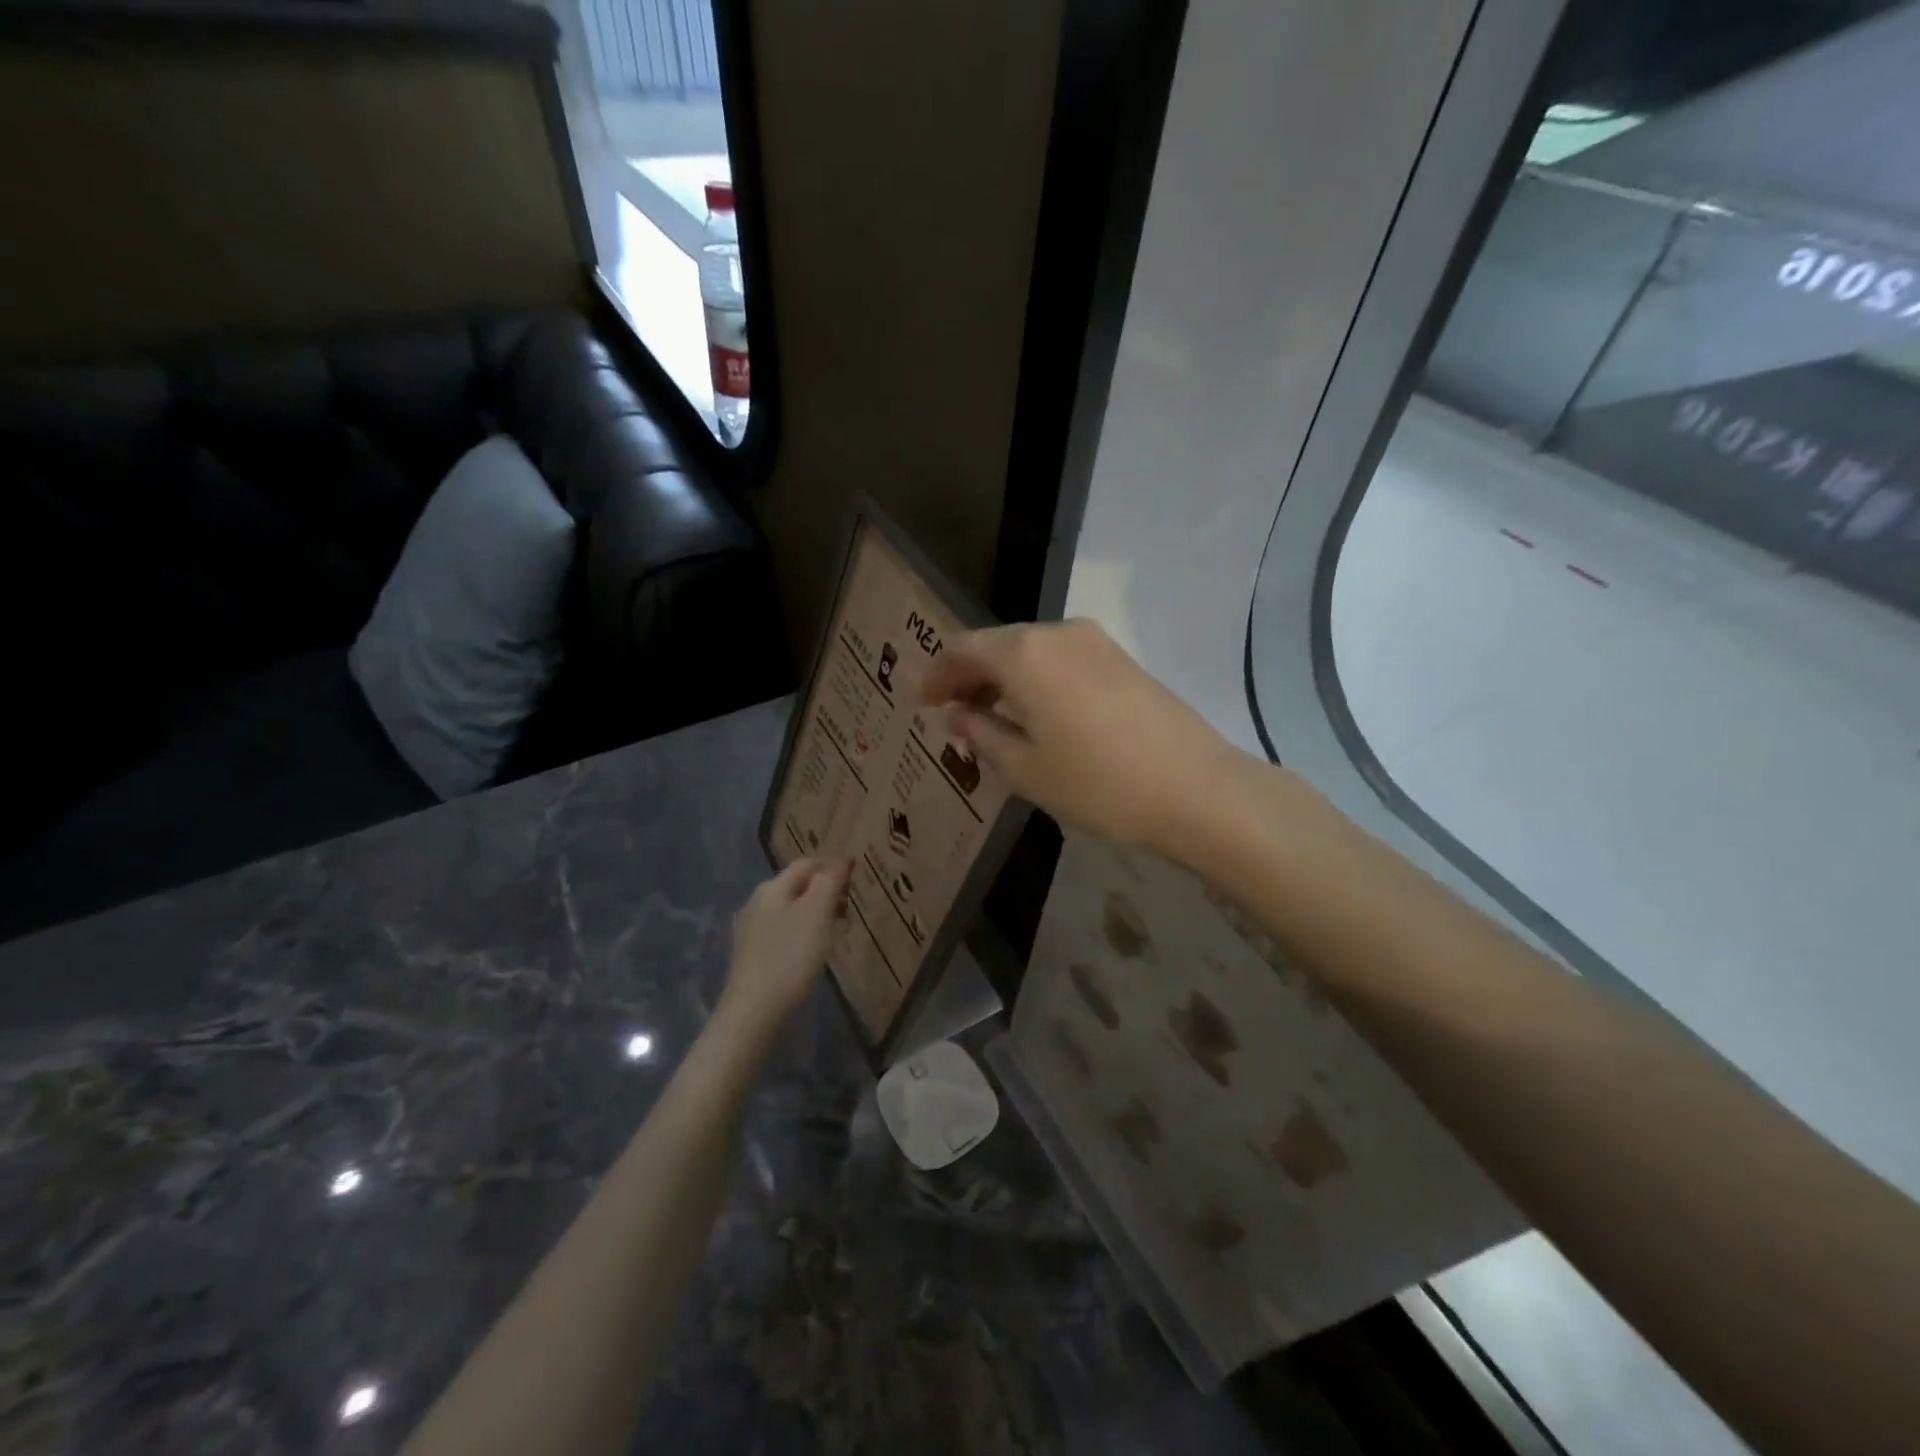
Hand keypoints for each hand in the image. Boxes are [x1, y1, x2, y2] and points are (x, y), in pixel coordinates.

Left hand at [719, 858, 849, 1034]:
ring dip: (814, 914)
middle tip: (849, 909)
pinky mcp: (751, 954)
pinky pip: (782, 932)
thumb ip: (830, 881)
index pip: (807, 863)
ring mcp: (750, 929)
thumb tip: (841, 858)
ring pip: (790, 909)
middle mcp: (757, 901)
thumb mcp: (818, 912)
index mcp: (772, 887)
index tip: (855, 884)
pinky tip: (811, 951)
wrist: (755, 1010)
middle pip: (797, 886)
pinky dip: (801, 933)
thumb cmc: (791, 955)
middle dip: (824, 892)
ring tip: (835, 931)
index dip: (832, 868)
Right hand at [921, 619, 1239, 854]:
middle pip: (998, 645)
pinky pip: (1061, 660)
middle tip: (954, 714)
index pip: (963, 649)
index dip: (938, 675)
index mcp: (1024, 654)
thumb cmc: (1098, 783)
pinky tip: (1036, 715)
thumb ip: (982, 735)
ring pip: (1031, 651)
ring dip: (1004, 679)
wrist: (1196, 789)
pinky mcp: (1122, 659)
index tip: (924, 703)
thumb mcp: (1025, 768)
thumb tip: (958, 716)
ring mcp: (1095, 642)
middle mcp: (1058, 632)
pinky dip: (1036, 680)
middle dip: (970, 676)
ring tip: (991, 720)